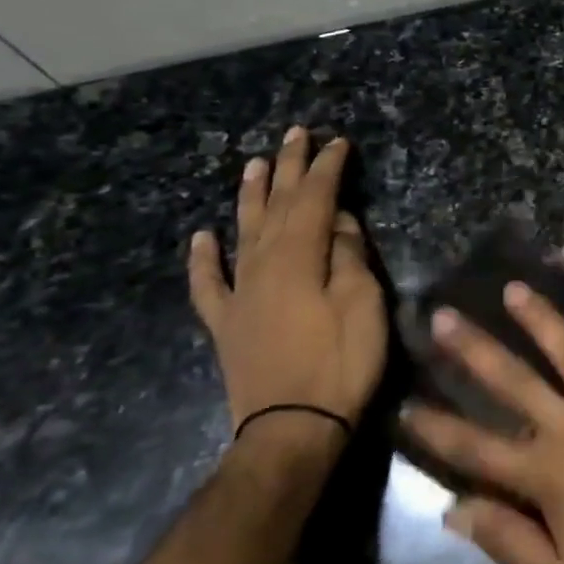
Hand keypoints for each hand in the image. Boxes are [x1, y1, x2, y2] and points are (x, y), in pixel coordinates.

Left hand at [188, 128, 388, 449]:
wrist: (291, 430)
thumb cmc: (339, 364)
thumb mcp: (363, 306)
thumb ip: (350, 257)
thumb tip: (340, 223)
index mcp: (299, 258)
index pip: (315, 200)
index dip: (326, 168)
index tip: (337, 141)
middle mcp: (262, 266)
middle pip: (276, 206)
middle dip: (288, 168)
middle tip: (295, 133)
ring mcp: (239, 294)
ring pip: (242, 233)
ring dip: (250, 196)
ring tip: (253, 164)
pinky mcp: (227, 323)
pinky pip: (208, 284)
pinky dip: (202, 259)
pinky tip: (200, 237)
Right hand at [402, 284, 563, 563]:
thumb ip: (509, 541)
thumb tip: (455, 509)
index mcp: (548, 476)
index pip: (477, 449)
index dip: (437, 429)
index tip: (406, 404)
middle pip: (515, 382)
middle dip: (474, 350)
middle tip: (442, 317)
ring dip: (540, 319)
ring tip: (513, 290)